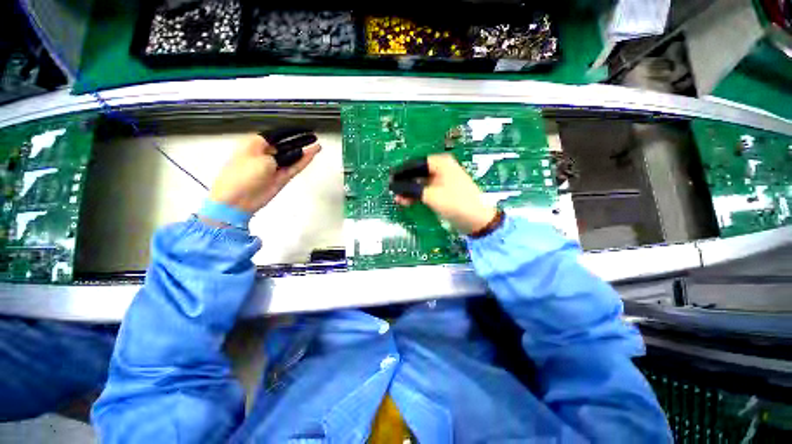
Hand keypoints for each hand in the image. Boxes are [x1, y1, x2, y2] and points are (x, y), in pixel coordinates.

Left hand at [209, 134, 320, 212]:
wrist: (237, 200)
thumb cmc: (243, 175)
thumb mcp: (262, 160)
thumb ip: (282, 155)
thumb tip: (294, 153)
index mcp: (256, 144)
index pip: (277, 134)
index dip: (291, 131)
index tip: (304, 128)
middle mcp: (266, 154)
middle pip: (287, 145)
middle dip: (300, 140)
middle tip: (313, 136)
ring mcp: (275, 167)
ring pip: (293, 157)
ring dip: (305, 151)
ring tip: (317, 146)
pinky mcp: (281, 178)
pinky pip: (295, 167)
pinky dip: (304, 162)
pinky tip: (312, 155)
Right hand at [395, 154, 496, 234]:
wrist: (477, 220)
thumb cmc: (455, 203)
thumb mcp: (430, 195)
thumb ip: (410, 189)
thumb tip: (392, 185)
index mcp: (440, 163)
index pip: (415, 164)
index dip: (401, 172)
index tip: (389, 180)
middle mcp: (441, 168)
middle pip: (417, 173)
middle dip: (404, 183)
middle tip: (392, 192)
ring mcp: (442, 181)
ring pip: (420, 183)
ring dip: (409, 191)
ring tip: (398, 200)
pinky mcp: (442, 192)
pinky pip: (426, 191)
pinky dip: (417, 196)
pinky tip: (407, 202)